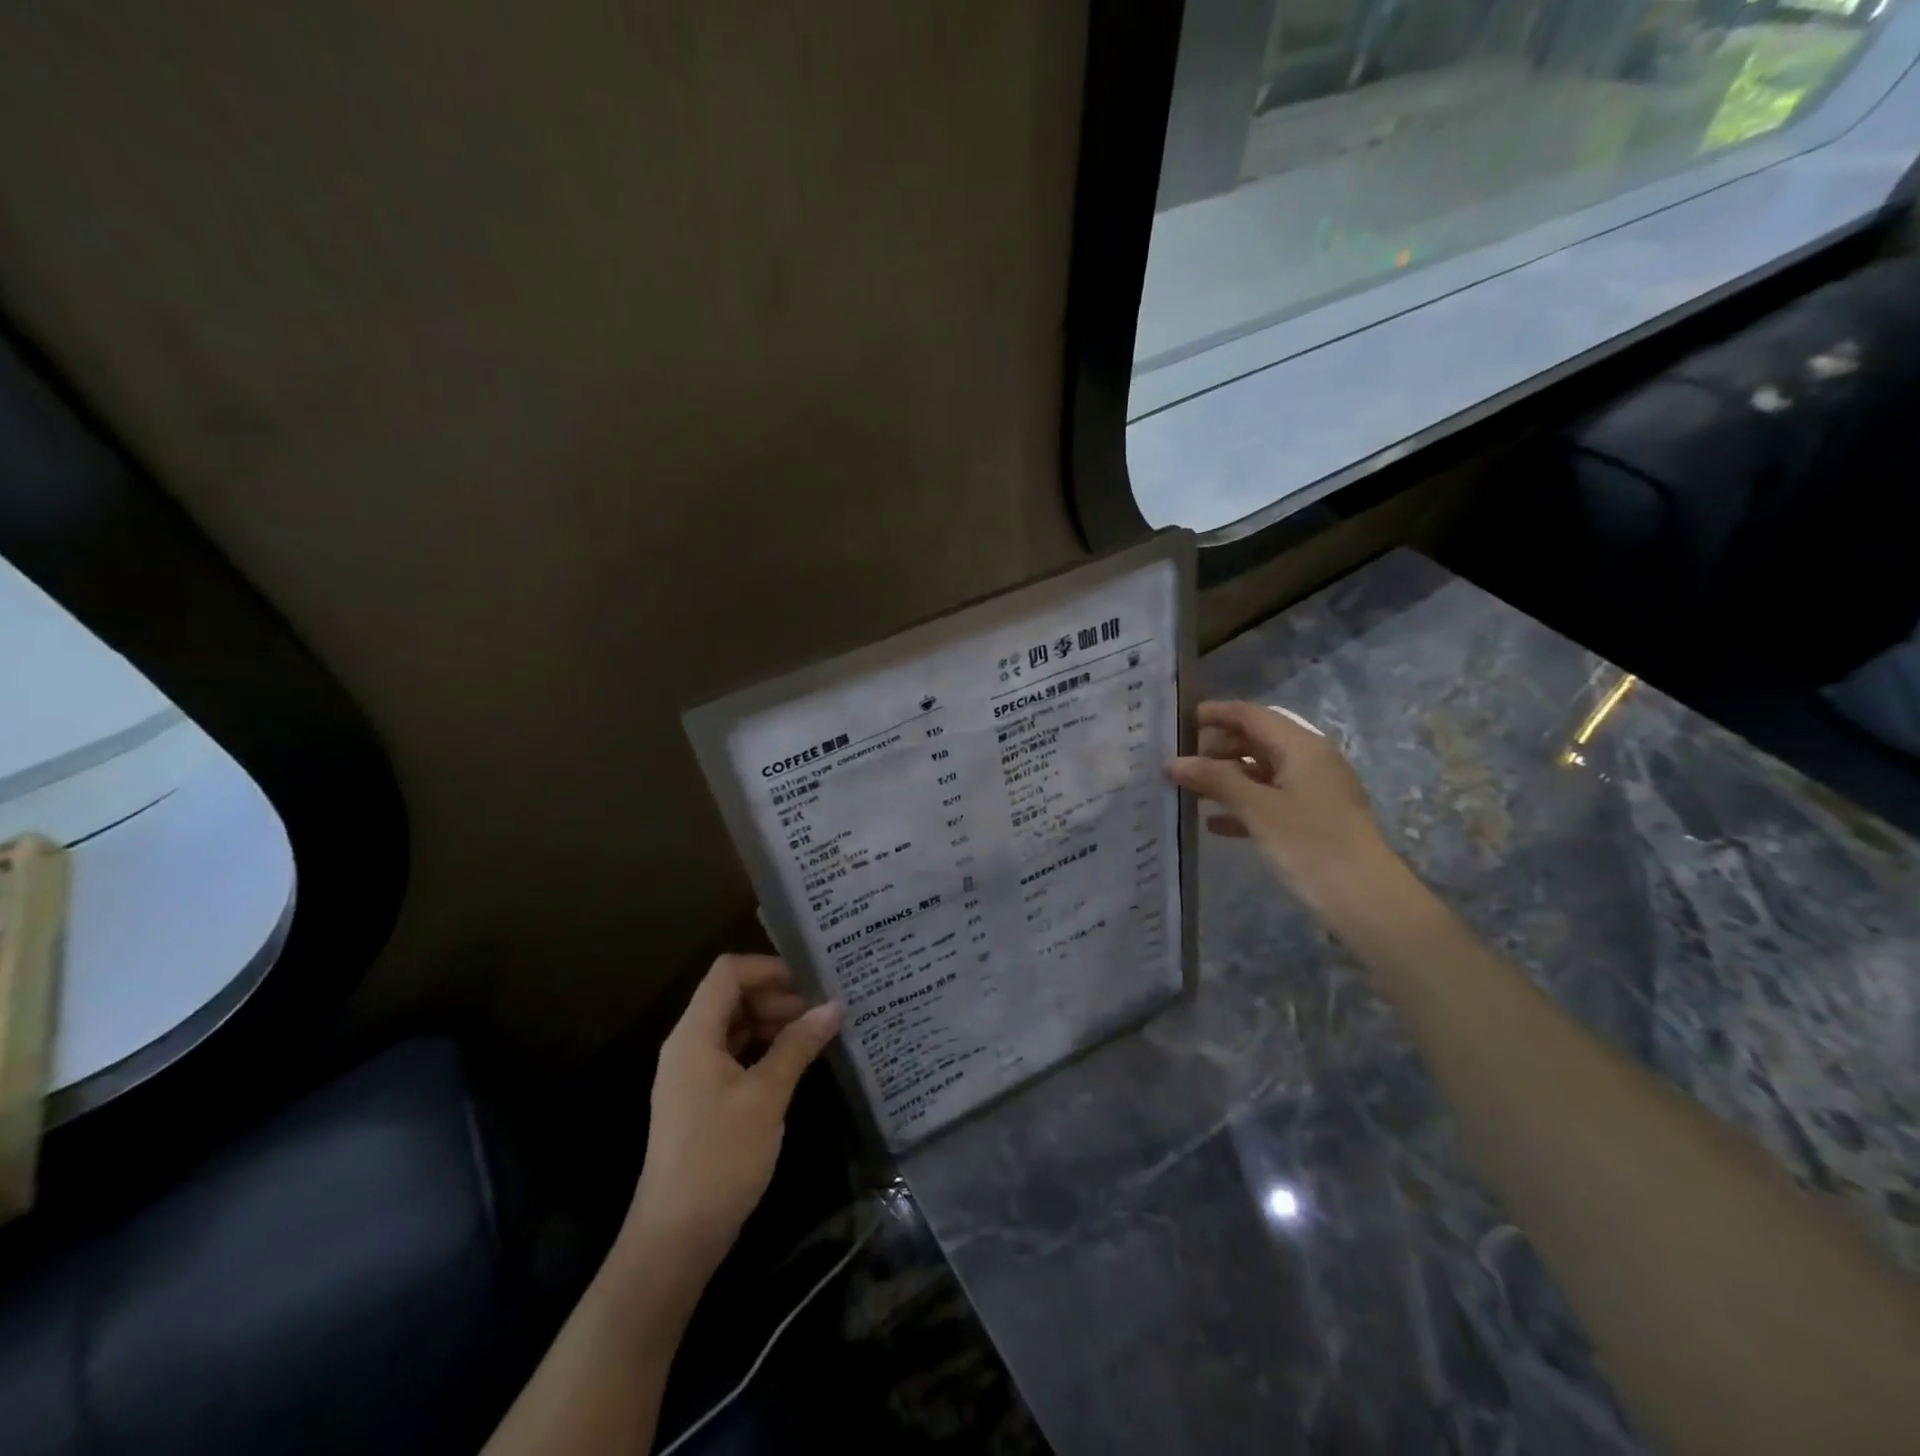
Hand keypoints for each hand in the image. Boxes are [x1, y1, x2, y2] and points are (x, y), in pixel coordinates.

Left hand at [620, 955, 840, 1295]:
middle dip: (778, 996)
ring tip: (817, 1033)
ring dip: (774, 1023)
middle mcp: (689, 1045)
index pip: (728, 973)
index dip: (769, 968)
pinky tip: (796, 1062)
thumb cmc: (719, 1158)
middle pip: (732, 996)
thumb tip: (834, 1006)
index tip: (811, 981)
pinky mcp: (702, 1099)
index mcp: (694, 1035)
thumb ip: (798, 1045)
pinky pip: (735, 1054)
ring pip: (735, 1026)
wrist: (675, 1239)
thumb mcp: (766, 1096)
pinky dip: (765, 1049)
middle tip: (823, 1011)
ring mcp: (693, 1074)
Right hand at [1170, 699, 1401, 918]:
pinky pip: (1270, 798)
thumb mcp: (1258, 809)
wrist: (1366, 899)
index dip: (1217, 714)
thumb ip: (1216, 780)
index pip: (1252, 715)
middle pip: (1257, 740)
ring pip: (1261, 770)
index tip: (1180, 721)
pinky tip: (1214, 824)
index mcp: (1301, 746)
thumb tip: (1175, 762)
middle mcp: (1309, 760)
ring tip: (1190, 790)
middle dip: (1218, 747)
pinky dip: (1243, 803)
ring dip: (1226, 777)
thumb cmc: (1310, 844)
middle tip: (1180, 762)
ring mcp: (1313, 790)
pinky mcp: (1313, 818)